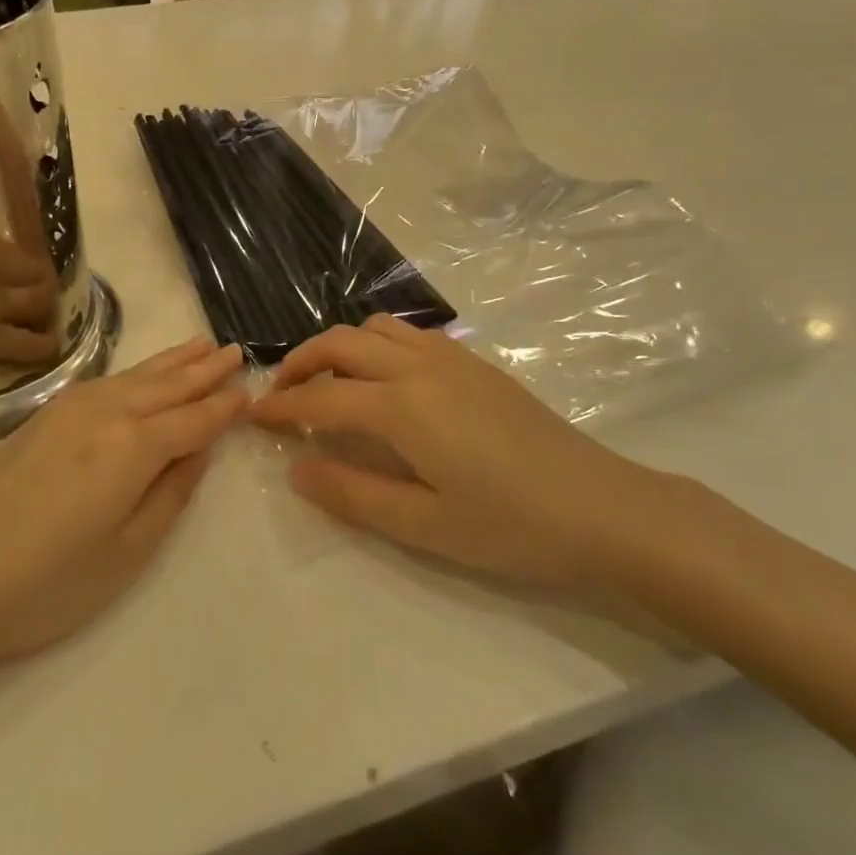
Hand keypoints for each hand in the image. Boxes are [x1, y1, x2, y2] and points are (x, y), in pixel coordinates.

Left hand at [0, 338, 246, 681]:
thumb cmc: (48, 584)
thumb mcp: (128, 552)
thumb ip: (171, 494)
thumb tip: (198, 451)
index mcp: (134, 447)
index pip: (194, 420)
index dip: (224, 407)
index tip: (251, 390)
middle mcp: (106, 413)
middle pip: (167, 386)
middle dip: (204, 370)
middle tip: (235, 351)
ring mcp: (70, 409)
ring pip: (136, 376)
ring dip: (172, 362)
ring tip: (200, 345)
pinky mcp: (43, 416)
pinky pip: (107, 381)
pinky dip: (136, 371)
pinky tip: (143, 373)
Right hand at [251, 316, 684, 590]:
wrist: (603, 507)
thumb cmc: (511, 527)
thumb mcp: (424, 526)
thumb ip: (353, 494)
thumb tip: (297, 468)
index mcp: (402, 406)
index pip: (322, 397)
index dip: (281, 407)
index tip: (252, 417)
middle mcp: (419, 366)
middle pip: (341, 343)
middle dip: (301, 362)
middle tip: (281, 395)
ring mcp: (452, 357)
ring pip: (376, 327)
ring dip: (340, 346)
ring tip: (328, 382)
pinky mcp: (476, 362)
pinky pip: (409, 333)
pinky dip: (377, 342)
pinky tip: (385, 379)